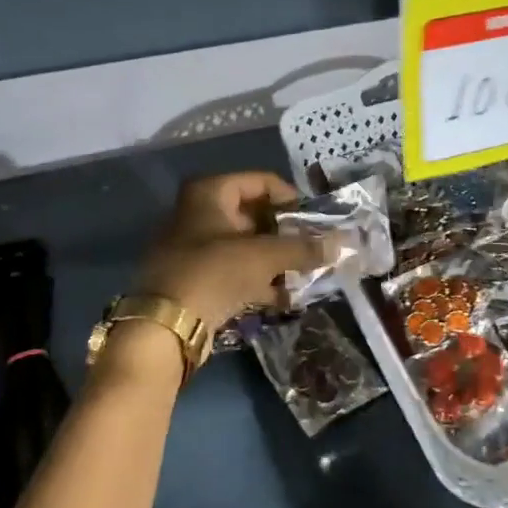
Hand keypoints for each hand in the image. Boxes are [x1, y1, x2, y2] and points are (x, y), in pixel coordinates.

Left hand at [134, 172, 332, 328]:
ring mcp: (194, 246)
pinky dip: (258, 280)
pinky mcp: (195, 277)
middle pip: (254, 215)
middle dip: (286, 235)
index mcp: (209, 192)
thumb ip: (304, 248)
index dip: (292, 200)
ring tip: (306, 276)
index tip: (317, 222)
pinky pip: (234, 271)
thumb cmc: (214, 272)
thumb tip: (342, 243)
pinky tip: (285, 298)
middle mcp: (198, 212)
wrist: (165, 325)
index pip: (262, 182)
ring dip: (276, 261)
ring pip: (246, 246)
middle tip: (315, 251)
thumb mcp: (264, 256)